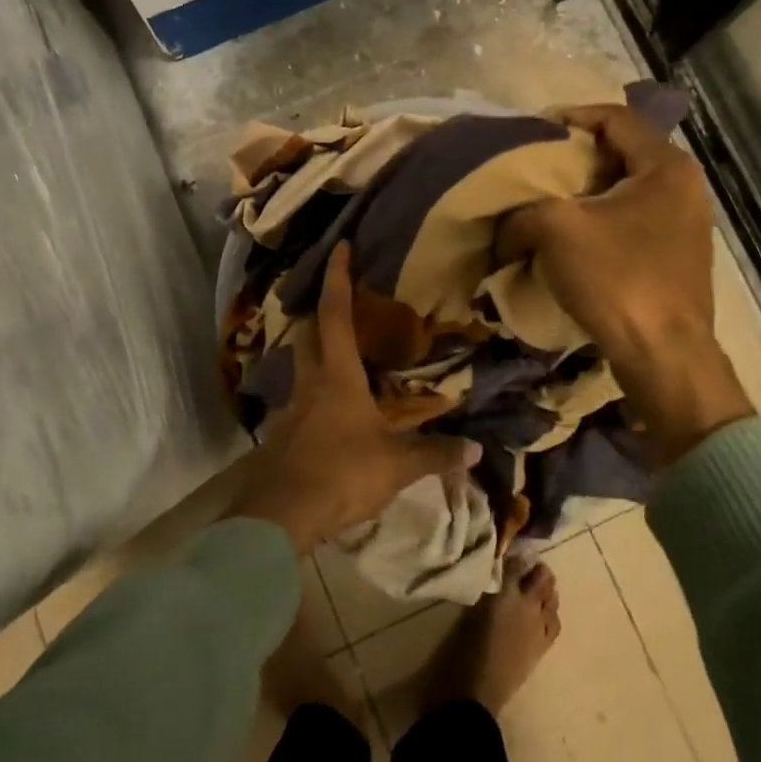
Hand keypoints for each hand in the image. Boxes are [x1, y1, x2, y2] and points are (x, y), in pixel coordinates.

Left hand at [233, 244, 480, 551]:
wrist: (283, 515)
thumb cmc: (342, 473)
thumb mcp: (397, 465)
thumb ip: (436, 454)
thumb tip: (477, 450)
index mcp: (337, 375)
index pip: (335, 313)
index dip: (338, 277)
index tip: (340, 246)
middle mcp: (310, 382)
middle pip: (309, 334)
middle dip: (322, 313)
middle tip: (343, 305)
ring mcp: (292, 408)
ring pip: (304, 367)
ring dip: (320, 355)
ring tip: (347, 361)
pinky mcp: (285, 434)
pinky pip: (304, 402)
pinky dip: (319, 396)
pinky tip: (336, 415)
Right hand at [499, 104, 752, 466]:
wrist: (664, 356)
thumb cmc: (617, 278)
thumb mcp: (555, 230)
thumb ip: (522, 211)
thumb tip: (505, 226)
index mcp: (666, 166)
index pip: (616, 118)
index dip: (571, 116)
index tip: (534, 131)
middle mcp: (684, 187)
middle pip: (621, 152)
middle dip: (574, 158)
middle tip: (536, 167)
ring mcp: (685, 224)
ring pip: (624, 189)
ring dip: (584, 193)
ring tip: (546, 203)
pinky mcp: (676, 256)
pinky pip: (632, 220)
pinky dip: (599, 220)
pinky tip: (570, 239)